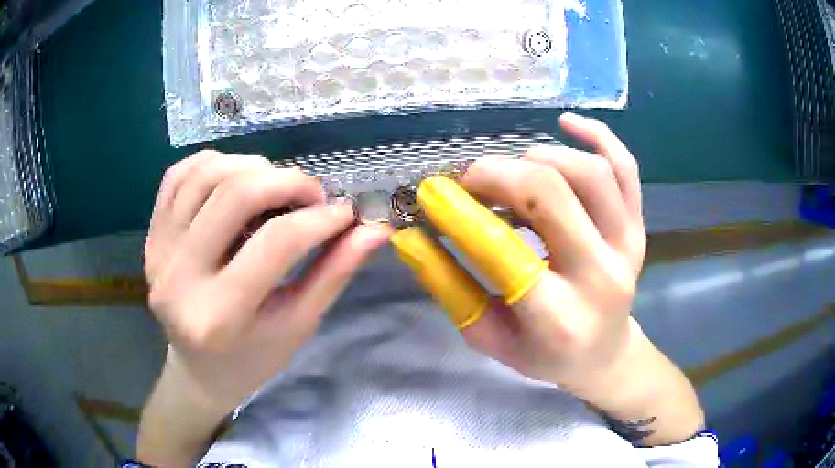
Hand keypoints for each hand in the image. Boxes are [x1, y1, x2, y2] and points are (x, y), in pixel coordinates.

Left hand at [144, 150, 391, 412]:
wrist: (197, 368)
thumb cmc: (252, 359)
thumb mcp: (297, 325)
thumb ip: (333, 274)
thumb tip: (375, 230)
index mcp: (220, 317)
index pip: (276, 243)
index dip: (320, 219)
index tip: (345, 214)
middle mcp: (179, 278)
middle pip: (235, 194)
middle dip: (287, 181)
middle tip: (312, 195)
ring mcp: (158, 252)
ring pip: (205, 174)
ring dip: (251, 167)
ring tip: (275, 185)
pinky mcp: (150, 237)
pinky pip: (178, 175)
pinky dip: (214, 163)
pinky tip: (236, 177)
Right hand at [394, 113, 702, 446]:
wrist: (604, 355)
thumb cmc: (544, 355)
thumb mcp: (488, 337)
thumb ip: (448, 287)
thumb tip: (410, 238)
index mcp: (558, 317)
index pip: (502, 250)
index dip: (459, 213)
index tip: (430, 193)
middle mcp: (601, 275)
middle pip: (551, 193)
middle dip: (497, 174)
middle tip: (469, 181)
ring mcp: (628, 245)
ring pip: (590, 171)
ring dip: (539, 157)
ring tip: (512, 173)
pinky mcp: (639, 225)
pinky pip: (626, 168)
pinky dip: (598, 135)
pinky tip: (566, 122)